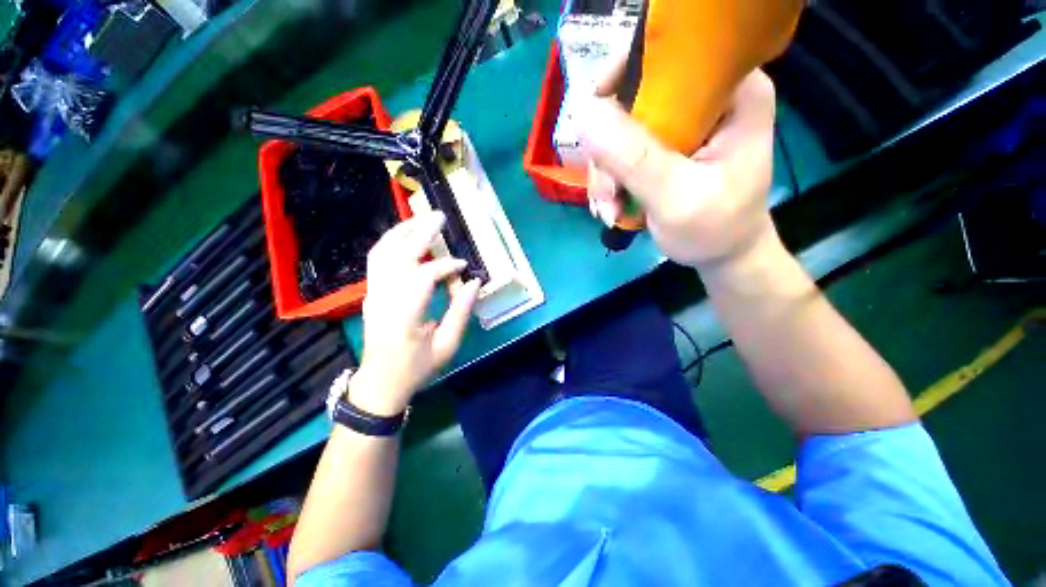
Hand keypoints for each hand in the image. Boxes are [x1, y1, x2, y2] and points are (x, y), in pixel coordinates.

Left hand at [351, 211, 481, 415]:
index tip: (463, 266)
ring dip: (401, 232)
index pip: (423, 277)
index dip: (445, 266)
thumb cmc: (417, 367)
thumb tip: (473, 282)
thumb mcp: (447, 345)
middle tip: (439, 217)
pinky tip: (406, 237)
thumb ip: (461, 312)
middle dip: (420, 233)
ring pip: (381, 252)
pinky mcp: (371, 293)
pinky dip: (392, 243)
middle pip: (399, 255)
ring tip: (420, 219)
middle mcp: (383, 300)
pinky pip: (377, 259)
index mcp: (404, 317)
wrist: (380, 382)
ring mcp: (372, 294)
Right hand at [580, 70, 778, 270]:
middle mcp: (703, 99)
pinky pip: (619, 154)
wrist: (721, 255)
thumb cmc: (715, 229)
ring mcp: (680, 125)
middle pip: (631, 102)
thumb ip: (634, 158)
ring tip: (610, 211)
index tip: (594, 130)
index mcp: (730, 92)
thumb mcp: (676, 197)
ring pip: (618, 133)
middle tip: (608, 197)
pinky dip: (609, 183)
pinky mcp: (662, 148)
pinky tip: (613, 208)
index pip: (666, 57)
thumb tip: (583, 114)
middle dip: (608, 155)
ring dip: (605, 177)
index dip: (621, 84)